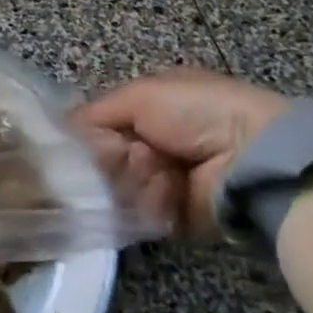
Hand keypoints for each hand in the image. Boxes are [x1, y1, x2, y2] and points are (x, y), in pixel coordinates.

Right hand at [73, 67, 290, 236]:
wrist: (250, 155)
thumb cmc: (195, 111)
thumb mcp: (139, 95)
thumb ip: (94, 113)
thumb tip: (62, 131)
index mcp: (150, 107)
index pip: (102, 125)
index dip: (90, 134)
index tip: (83, 141)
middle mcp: (155, 143)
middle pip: (107, 160)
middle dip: (113, 157)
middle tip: (130, 153)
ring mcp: (164, 181)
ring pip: (120, 188)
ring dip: (134, 178)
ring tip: (156, 169)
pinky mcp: (175, 217)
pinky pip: (142, 214)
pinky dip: (152, 202)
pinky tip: (168, 189)